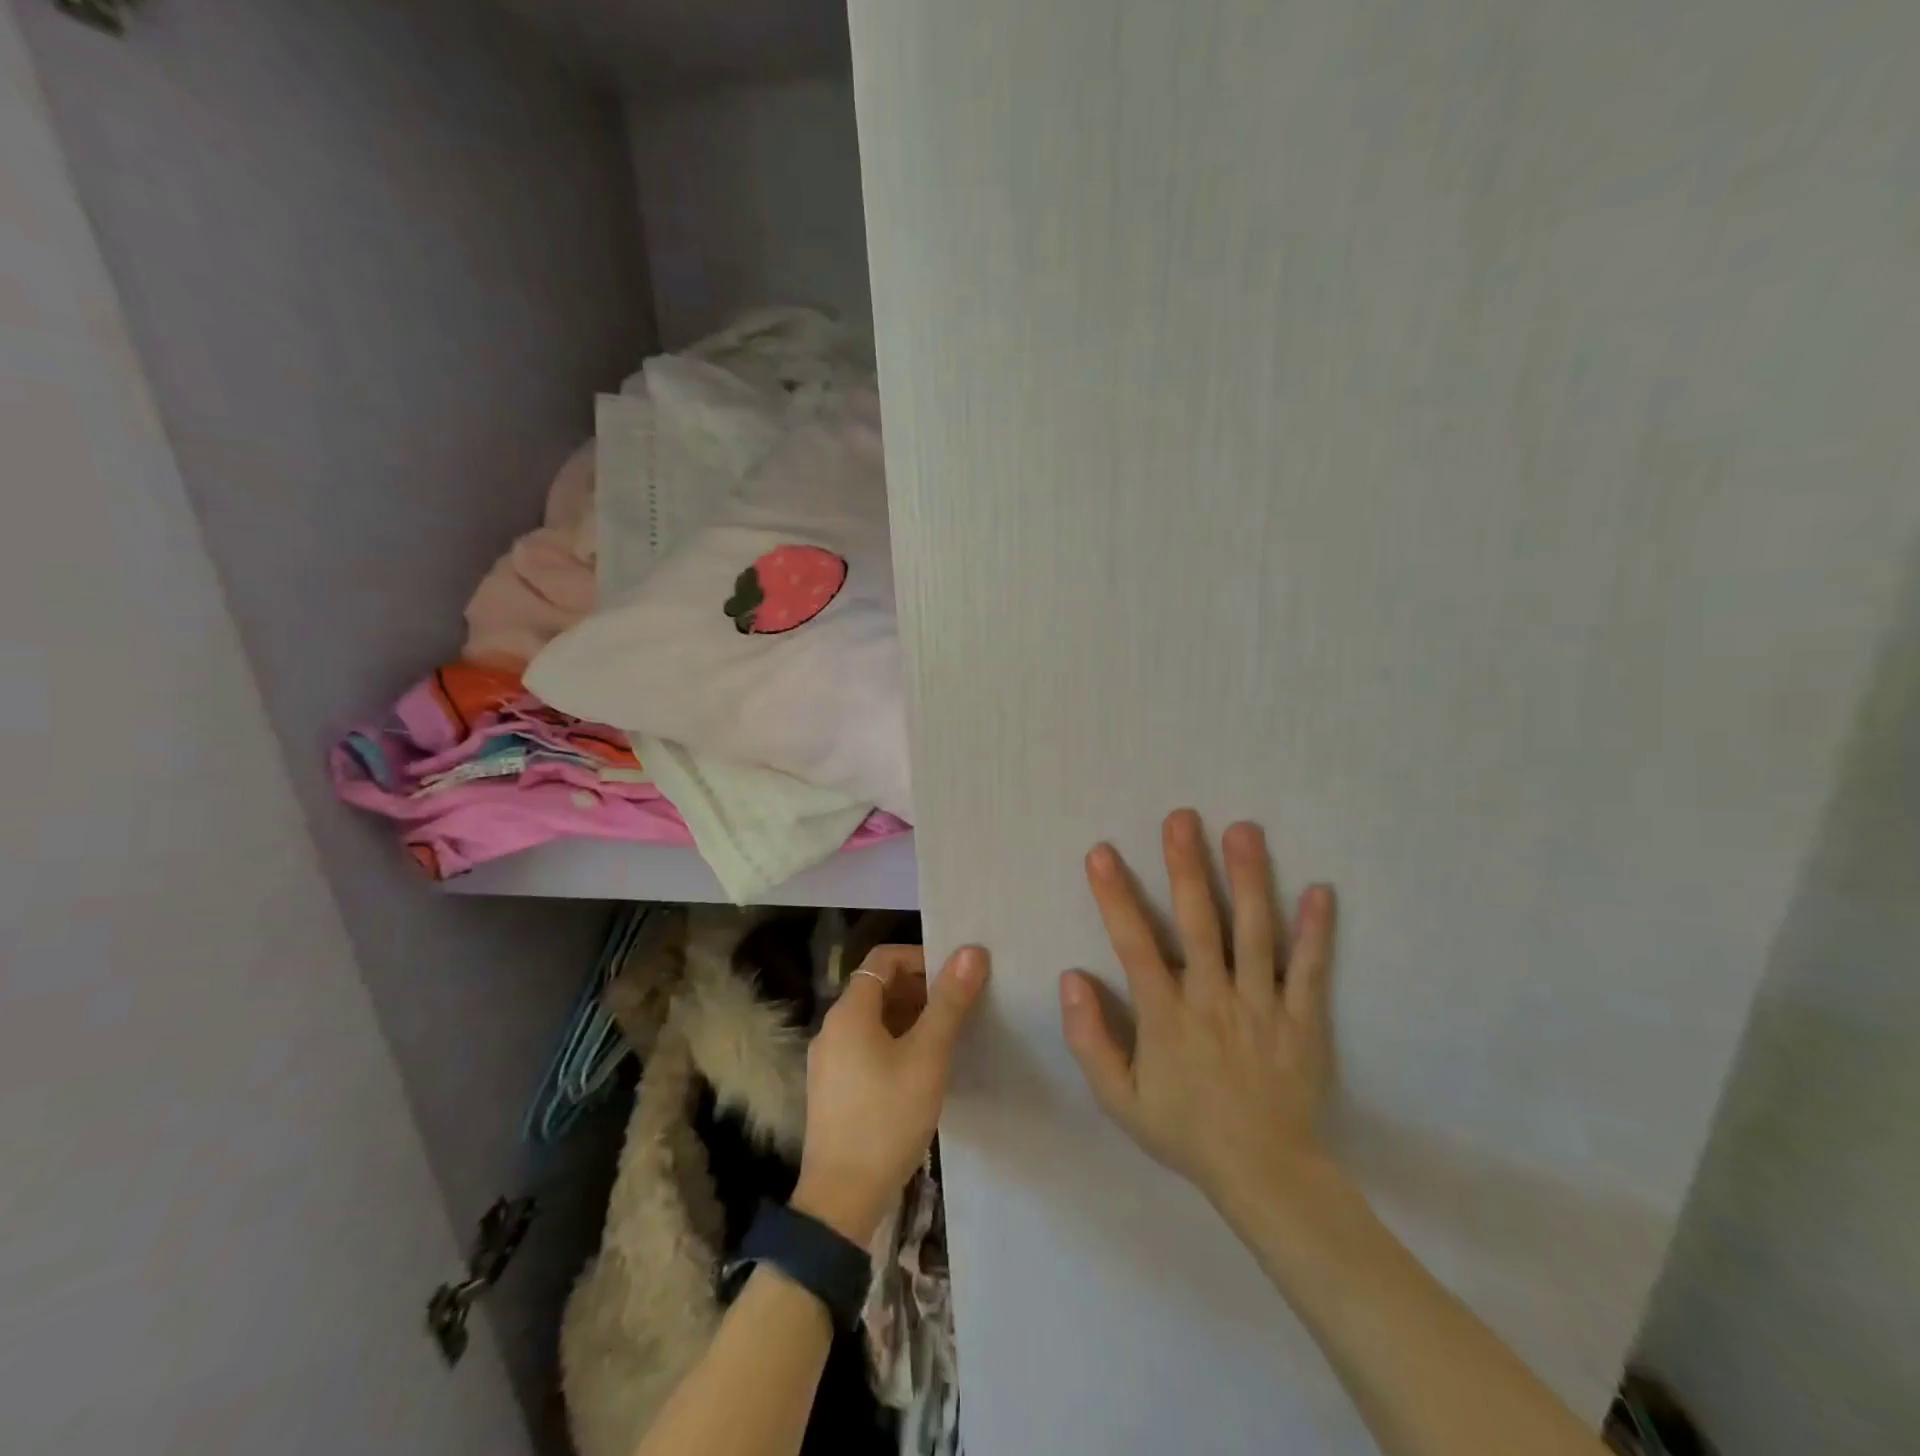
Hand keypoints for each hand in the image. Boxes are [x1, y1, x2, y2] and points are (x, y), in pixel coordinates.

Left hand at [792, 944, 989, 1243]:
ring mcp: (828, 1060)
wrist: (841, 1200)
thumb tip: (972, 951)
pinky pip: (865, 1047)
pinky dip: (894, 1043)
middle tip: (958, 1008)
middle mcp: (832, 1028)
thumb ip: (949, 1002)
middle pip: (877, 987)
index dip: (921, 958)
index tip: (954, 977)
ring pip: (873, 1020)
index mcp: (849, 1011)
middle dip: (919, 989)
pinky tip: (920, 1070)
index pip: (884, 958)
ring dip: (909, 1018)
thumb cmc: (887, 1118)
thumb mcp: (927, 1056)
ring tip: (946, 1038)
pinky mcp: (832, 1089)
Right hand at [1059, 809, 1337, 1216]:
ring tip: (1243, 830)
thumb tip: (1071, 979)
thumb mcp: (1119, 1100)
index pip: (1134, 946)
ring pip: (1255, 933)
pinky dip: (1316, 931)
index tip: (1102, 853)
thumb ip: (1090, 1041)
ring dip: (1248, 879)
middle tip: (1181, 818)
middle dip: (1186, 867)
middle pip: (1199, 923)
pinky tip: (1321, 890)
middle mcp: (1213, 999)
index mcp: (1167, 1016)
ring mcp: (1263, 1006)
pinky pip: (1310, 970)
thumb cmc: (1185, 1131)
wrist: (1265, 1175)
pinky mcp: (1303, 1019)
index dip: (1116, 897)